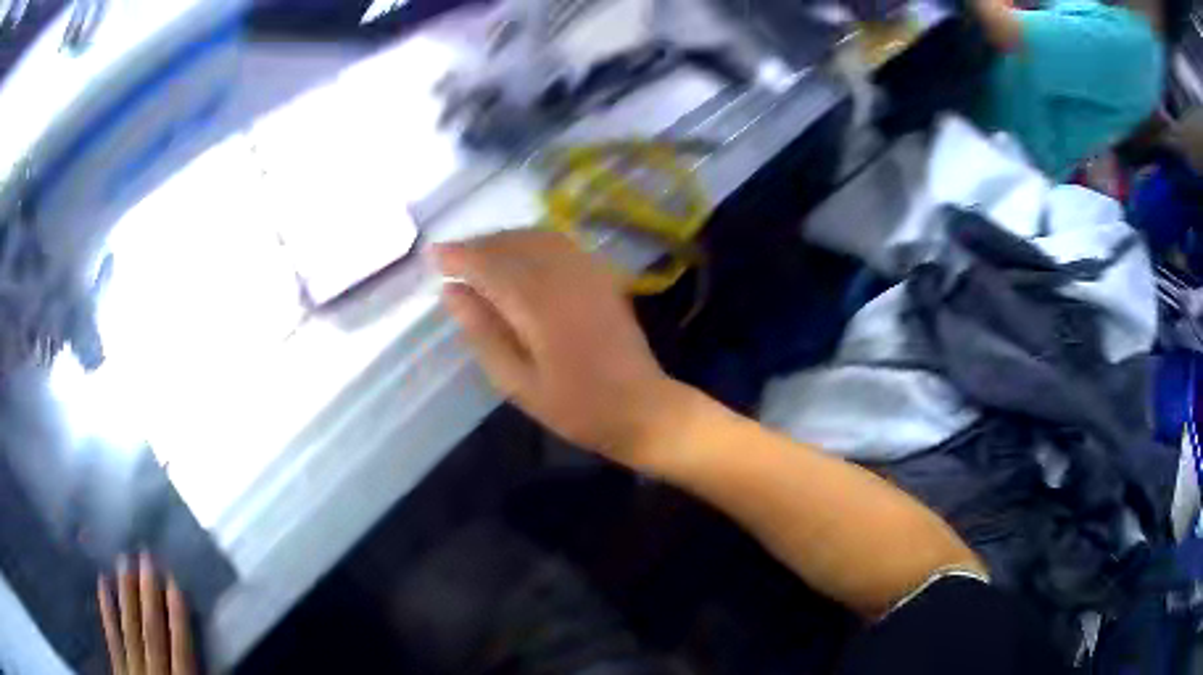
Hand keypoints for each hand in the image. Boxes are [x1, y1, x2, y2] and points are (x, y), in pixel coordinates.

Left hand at [97, 552, 195, 674]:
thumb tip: (220, 665)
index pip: (180, 649)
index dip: (178, 616)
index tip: (175, 582)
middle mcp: (154, 673)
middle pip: (152, 632)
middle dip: (150, 595)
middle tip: (146, 556)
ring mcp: (132, 668)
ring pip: (130, 628)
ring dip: (128, 595)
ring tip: (124, 560)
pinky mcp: (117, 665)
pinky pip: (111, 635)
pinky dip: (107, 610)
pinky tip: (103, 583)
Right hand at [434, 231, 676, 463]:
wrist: (641, 408)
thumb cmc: (575, 407)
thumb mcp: (517, 382)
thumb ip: (483, 332)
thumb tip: (451, 293)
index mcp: (538, 305)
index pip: (489, 265)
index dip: (458, 257)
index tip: (432, 255)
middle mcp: (564, 277)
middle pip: (512, 244)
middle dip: (478, 245)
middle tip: (452, 258)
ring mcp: (588, 273)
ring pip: (537, 237)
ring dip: (504, 240)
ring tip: (480, 256)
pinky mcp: (602, 277)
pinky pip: (561, 244)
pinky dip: (532, 242)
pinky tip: (521, 257)